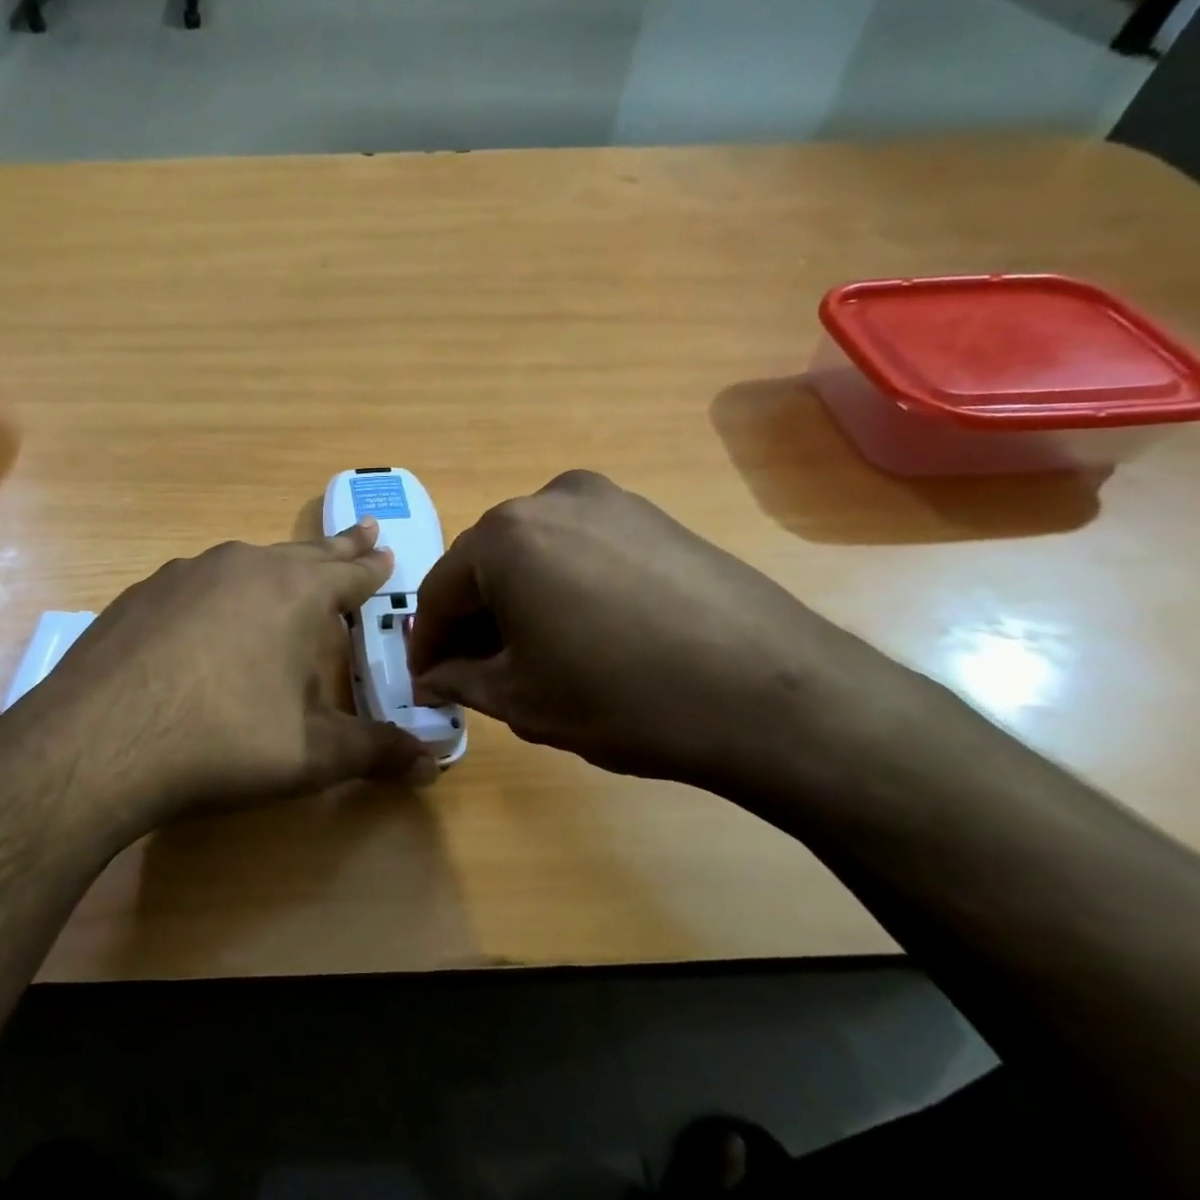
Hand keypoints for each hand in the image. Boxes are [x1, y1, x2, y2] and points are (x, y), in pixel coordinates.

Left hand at [14, 520, 436, 838]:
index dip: (373, 568)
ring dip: (278, 566)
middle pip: (305, 553)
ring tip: (290, 571)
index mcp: (295, 593)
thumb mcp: (311, 755)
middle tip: (362, 532)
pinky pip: (199, 581)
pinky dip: (221, 590)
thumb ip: (375, 752)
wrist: (99, 741)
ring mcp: (186, 573)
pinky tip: (210, 616)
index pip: (351, 574)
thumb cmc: (223, 741)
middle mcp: (244, 566)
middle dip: (338, 547)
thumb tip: (433, 764)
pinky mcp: (142, 593)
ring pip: (249, 561)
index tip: (387, 553)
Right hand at [406, 470, 887, 794]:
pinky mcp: (653, 517)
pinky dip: (563, 587)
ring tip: (532, 656)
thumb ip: (459, 680)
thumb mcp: (521, 700)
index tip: (427, 681)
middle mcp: (550, 499)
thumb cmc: (622, 698)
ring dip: (518, 601)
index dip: (427, 642)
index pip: (440, 591)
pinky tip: (585, 633)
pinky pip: (582, 550)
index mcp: (505, 536)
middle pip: (486, 565)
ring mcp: (610, 501)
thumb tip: (432, 676)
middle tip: (476, 673)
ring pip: (535, 554)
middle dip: (474, 619)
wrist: (772, 695)